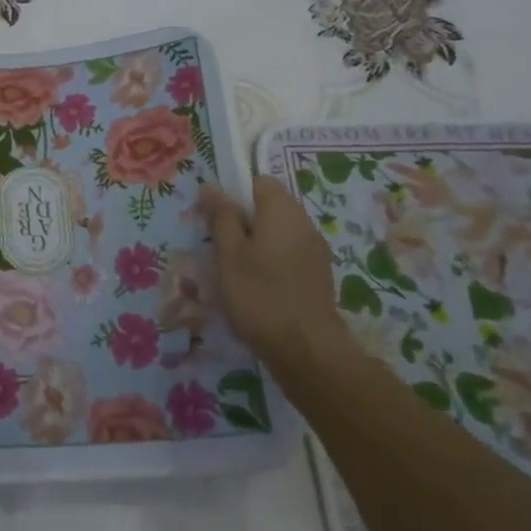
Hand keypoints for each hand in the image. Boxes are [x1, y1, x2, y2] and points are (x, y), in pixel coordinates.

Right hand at [201, 176, 349, 371]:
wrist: (306, 349)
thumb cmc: (260, 294)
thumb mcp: (229, 254)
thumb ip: (221, 216)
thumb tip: (211, 186)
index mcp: (282, 209)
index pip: (258, 181)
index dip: (235, 194)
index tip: (216, 219)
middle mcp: (304, 222)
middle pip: (269, 207)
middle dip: (243, 221)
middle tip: (220, 248)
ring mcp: (316, 250)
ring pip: (279, 233)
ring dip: (257, 244)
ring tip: (236, 272)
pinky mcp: (319, 275)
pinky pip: (290, 254)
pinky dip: (273, 263)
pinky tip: (259, 288)